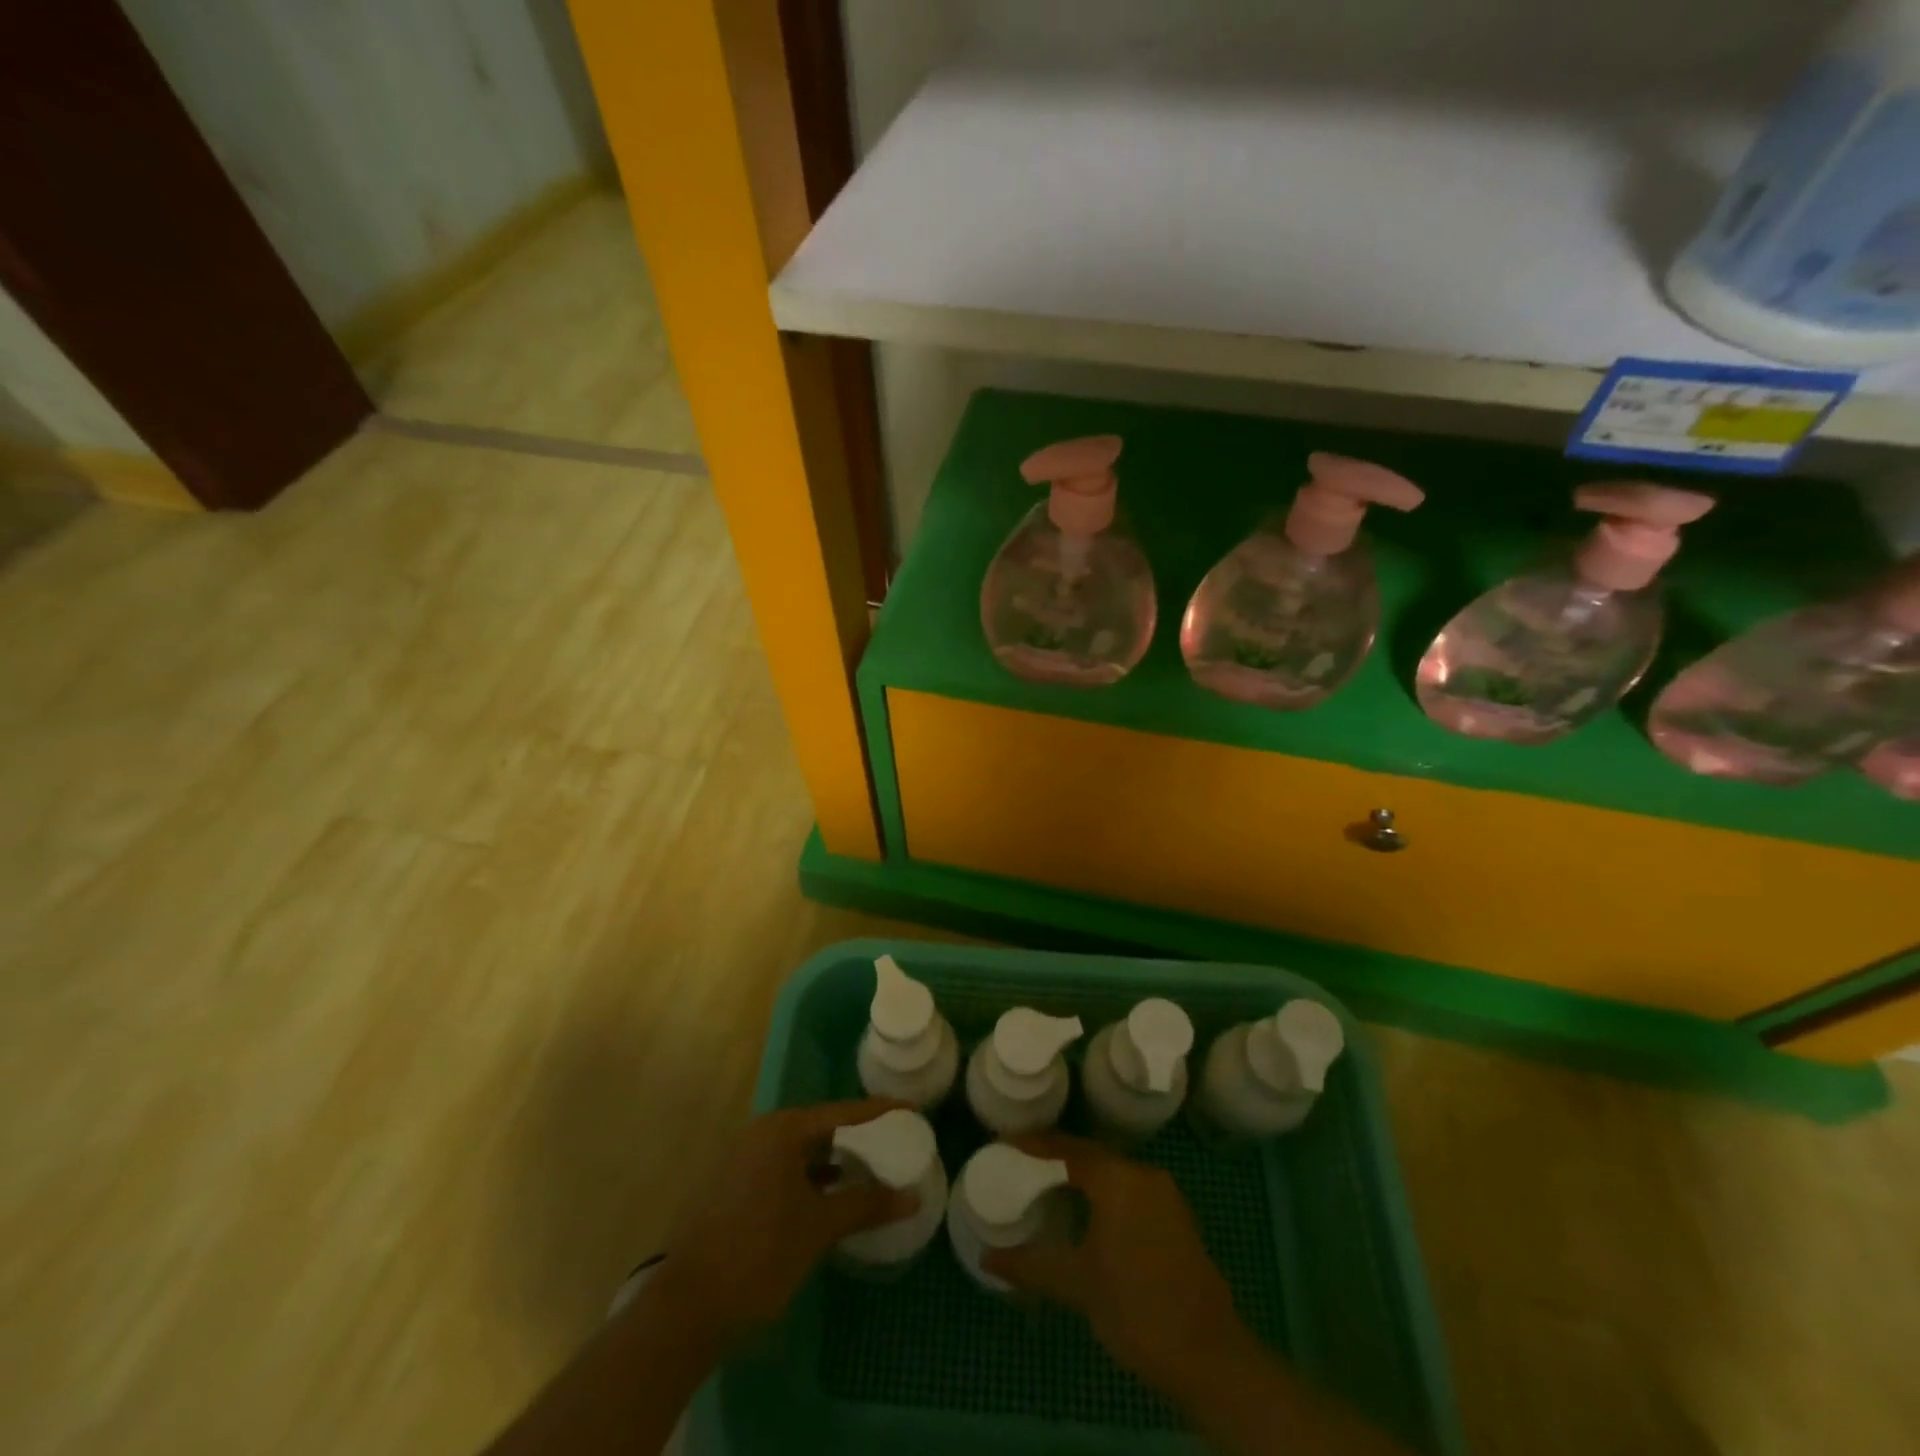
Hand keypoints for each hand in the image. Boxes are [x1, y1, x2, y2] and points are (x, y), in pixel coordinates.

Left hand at [650, 1100, 917, 1349]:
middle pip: (818, 1127)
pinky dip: (808, 1178)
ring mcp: (740, 1160)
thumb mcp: (819, 1228)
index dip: (878, 1112)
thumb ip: (866, 1205)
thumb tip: (911, 1197)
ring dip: (831, 1161)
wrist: (685, 1310)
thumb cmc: (759, 1255)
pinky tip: (827, 1198)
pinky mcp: (731, 1188)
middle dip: (855, 1137)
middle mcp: (759, 1134)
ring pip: (798, 1150)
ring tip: (867, 1171)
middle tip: (891, 1142)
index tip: (909, 1111)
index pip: (841, 1112)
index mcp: (781, 1130)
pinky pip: (781, 1170)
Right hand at [983, 1134, 1258, 1401]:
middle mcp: (1143, 1174)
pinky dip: (1105, 1193)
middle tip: (1022, 1163)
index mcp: (1117, 1179)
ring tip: (1047, 1185)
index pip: (1067, 1147)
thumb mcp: (1077, 1285)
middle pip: (1091, 1155)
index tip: (1004, 1141)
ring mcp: (1165, 1195)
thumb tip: (987, 1258)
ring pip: (1113, 1173)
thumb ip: (1031, 1265)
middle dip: (1056, 1157)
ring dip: (1082, 1175)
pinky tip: (1087, 1213)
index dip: (1034, 1143)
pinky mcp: (1177, 1217)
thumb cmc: (1136, 1309)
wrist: (1210, 1357)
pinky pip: (1131, 1190)